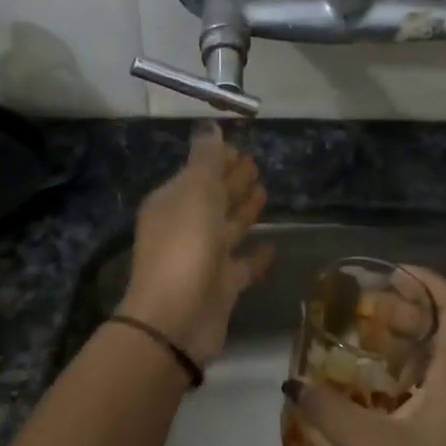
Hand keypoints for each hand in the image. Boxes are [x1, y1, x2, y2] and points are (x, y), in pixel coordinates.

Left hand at [116, 124, 273, 364]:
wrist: (177, 318)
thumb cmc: (185, 246)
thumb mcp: (195, 192)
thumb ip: (206, 160)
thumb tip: (210, 127)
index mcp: (172, 203)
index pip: (197, 173)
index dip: (218, 160)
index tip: (243, 148)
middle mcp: (184, 228)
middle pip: (212, 198)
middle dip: (232, 182)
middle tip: (257, 165)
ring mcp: (203, 258)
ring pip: (227, 228)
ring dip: (244, 211)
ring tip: (266, 192)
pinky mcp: (221, 286)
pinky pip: (242, 265)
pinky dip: (256, 256)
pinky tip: (273, 246)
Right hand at [283, 268, 445, 445]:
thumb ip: (327, 409)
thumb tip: (294, 382)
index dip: (430, 281)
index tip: (393, 273)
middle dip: (410, 311)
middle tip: (366, 309)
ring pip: (440, 364)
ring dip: (407, 346)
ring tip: (363, 346)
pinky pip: (434, 392)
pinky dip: (407, 378)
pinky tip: (373, 398)